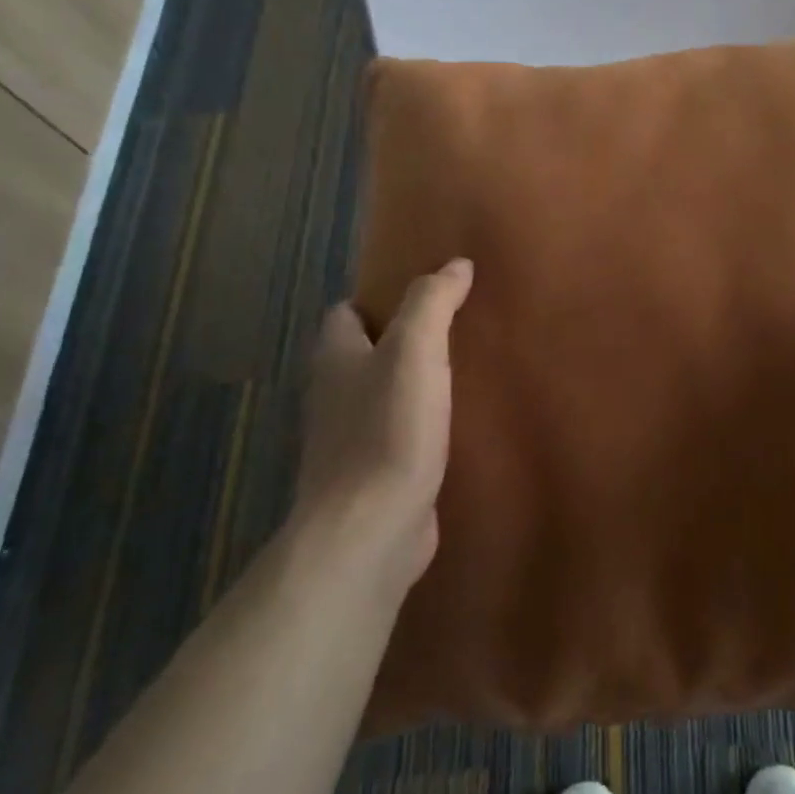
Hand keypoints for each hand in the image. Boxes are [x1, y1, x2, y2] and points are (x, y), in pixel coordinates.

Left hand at [295, 259, 472, 593]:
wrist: (370, 529)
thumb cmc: (388, 430)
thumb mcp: (415, 350)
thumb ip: (432, 302)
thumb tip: (457, 263)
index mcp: (335, 358)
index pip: (344, 313)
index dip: (379, 299)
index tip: (425, 296)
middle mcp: (333, 396)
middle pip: (363, 355)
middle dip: (400, 341)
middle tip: (454, 330)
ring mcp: (348, 441)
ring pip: (380, 397)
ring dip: (412, 385)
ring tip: (461, 372)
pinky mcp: (372, 477)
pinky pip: (396, 436)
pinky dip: (419, 426)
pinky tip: (455, 426)